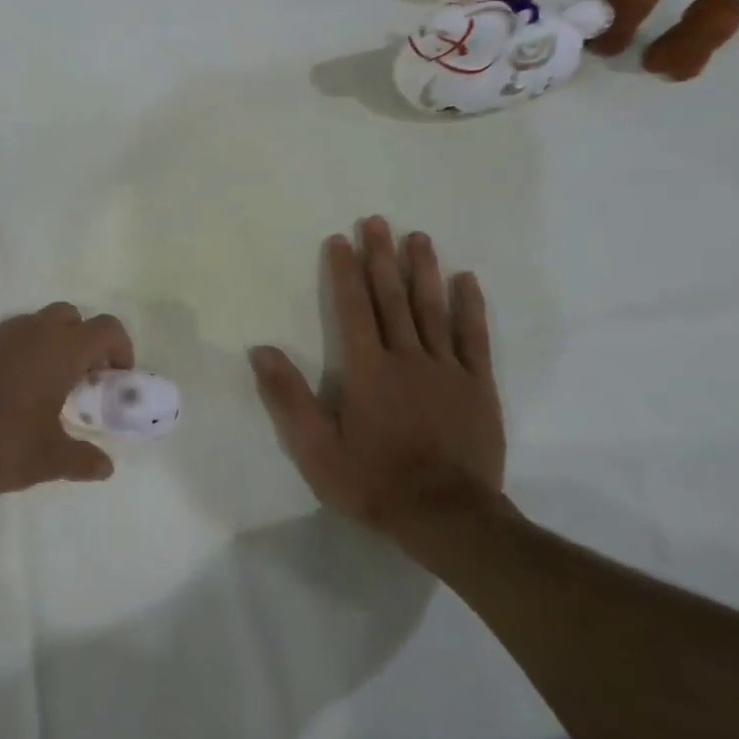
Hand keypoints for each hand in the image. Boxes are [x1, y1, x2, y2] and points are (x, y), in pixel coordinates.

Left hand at [0, 303, 133, 495]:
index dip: (121, 348)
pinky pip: (8, 339)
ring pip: (37, 324)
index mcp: (60, 350)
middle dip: (85, 340)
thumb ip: (81, 460)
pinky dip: (21, 354)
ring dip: (51, 345)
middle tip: (84, 378)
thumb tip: (105, 467)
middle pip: (71, 316)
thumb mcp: (47, 459)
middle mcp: (32, 332)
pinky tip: (12, 392)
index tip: (117, 377)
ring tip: (48, 388)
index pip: (106, 328)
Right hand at [249, 217, 504, 546]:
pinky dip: (470, 307)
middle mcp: (407, 357)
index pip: (353, 308)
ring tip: (418, 236)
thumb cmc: (374, 481)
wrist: (447, 517)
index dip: (345, 271)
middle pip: (392, 298)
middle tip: (377, 221)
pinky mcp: (478, 386)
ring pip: (433, 308)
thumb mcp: (316, 449)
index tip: (341, 239)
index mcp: (367, 369)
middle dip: (382, 257)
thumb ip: (288, 396)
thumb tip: (260, 349)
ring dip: (423, 270)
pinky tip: (466, 280)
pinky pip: (474, 337)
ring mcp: (447, 369)